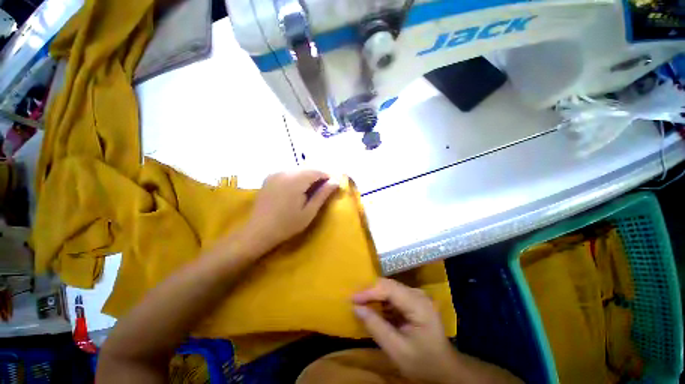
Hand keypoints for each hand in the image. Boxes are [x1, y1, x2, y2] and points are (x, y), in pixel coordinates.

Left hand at [243, 170, 338, 253]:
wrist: (259, 231)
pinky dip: (297, 178)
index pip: (317, 171)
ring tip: (311, 190)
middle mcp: (284, 172)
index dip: (327, 176)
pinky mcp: (270, 177)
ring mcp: (275, 173)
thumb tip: (335, 182)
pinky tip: (298, 189)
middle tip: (323, 189)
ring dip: (308, 177)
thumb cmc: (287, 224)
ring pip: (298, 170)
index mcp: (295, 180)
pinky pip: (289, 172)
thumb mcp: (309, 212)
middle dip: (318, 176)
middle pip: (307, 168)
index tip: (333, 185)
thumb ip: (322, 194)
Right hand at [353, 278, 458, 383]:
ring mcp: (417, 296)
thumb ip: (376, 327)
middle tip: (354, 300)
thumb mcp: (397, 350)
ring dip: (374, 295)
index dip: (369, 291)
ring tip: (360, 303)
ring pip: (389, 288)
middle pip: (389, 285)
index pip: (389, 289)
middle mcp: (418, 294)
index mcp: (418, 305)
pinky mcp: (414, 300)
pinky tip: (373, 307)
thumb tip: (356, 308)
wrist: (444, 368)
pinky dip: (381, 300)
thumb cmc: (422, 362)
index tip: (352, 299)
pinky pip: (393, 294)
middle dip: (370, 291)